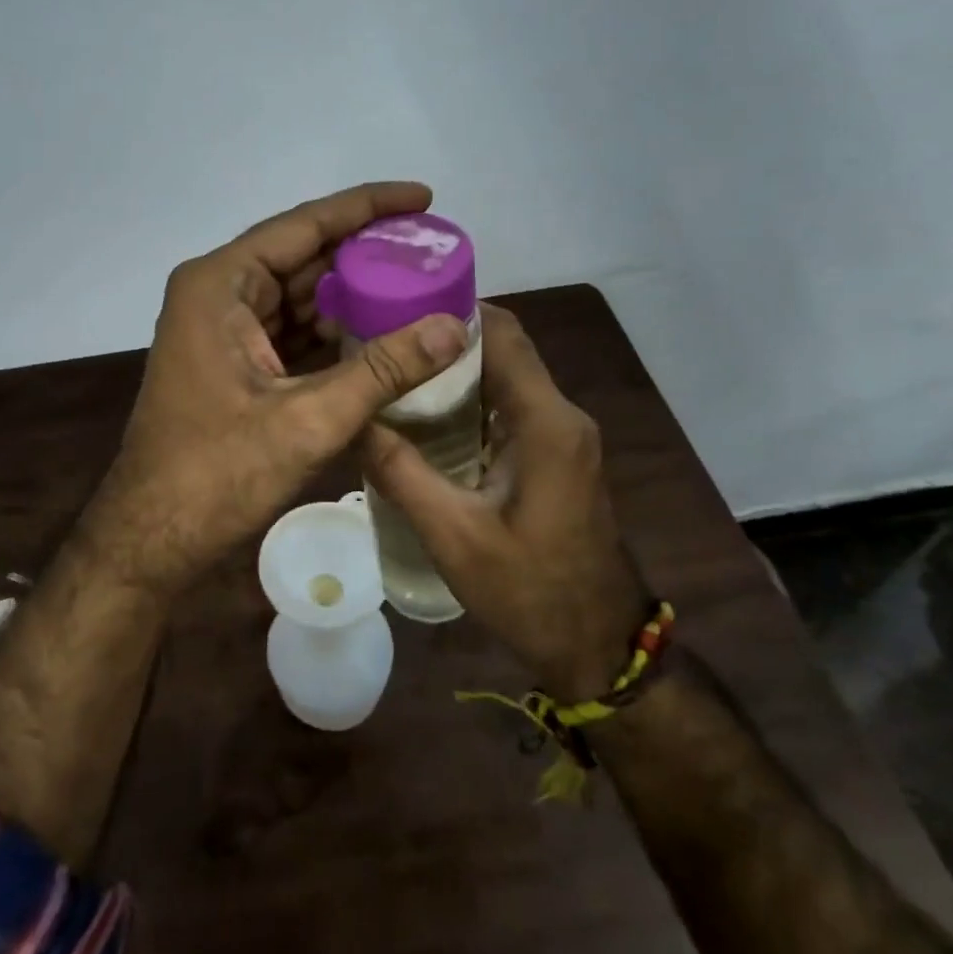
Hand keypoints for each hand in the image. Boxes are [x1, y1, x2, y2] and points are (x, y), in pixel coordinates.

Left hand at [82, 182, 470, 597]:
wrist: (153, 539)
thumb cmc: (217, 474)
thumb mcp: (309, 419)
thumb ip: (384, 369)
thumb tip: (455, 327)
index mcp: (222, 284)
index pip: (304, 225)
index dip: (367, 207)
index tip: (422, 196)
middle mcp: (219, 292)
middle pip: (305, 257)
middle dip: (367, 254)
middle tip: (432, 250)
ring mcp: (223, 328)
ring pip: (301, 296)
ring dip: (354, 296)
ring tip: (420, 288)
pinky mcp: (234, 361)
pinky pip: (293, 330)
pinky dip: (335, 332)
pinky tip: (383, 334)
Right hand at [362, 303, 648, 700]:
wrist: (598, 646)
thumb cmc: (530, 592)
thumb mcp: (453, 535)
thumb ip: (401, 472)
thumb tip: (354, 421)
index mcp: (546, 422)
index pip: (503, 334)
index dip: (454, 310)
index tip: (398, 306)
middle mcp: (562, 415)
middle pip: (504, 349)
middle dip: (446, 338)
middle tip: (385, 341)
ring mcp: (565, 435)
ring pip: (508, 377)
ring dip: (458, 369)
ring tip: (397, 371)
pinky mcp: (559, 455)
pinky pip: (513, 407)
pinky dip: (473, 399)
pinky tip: (429, 416)